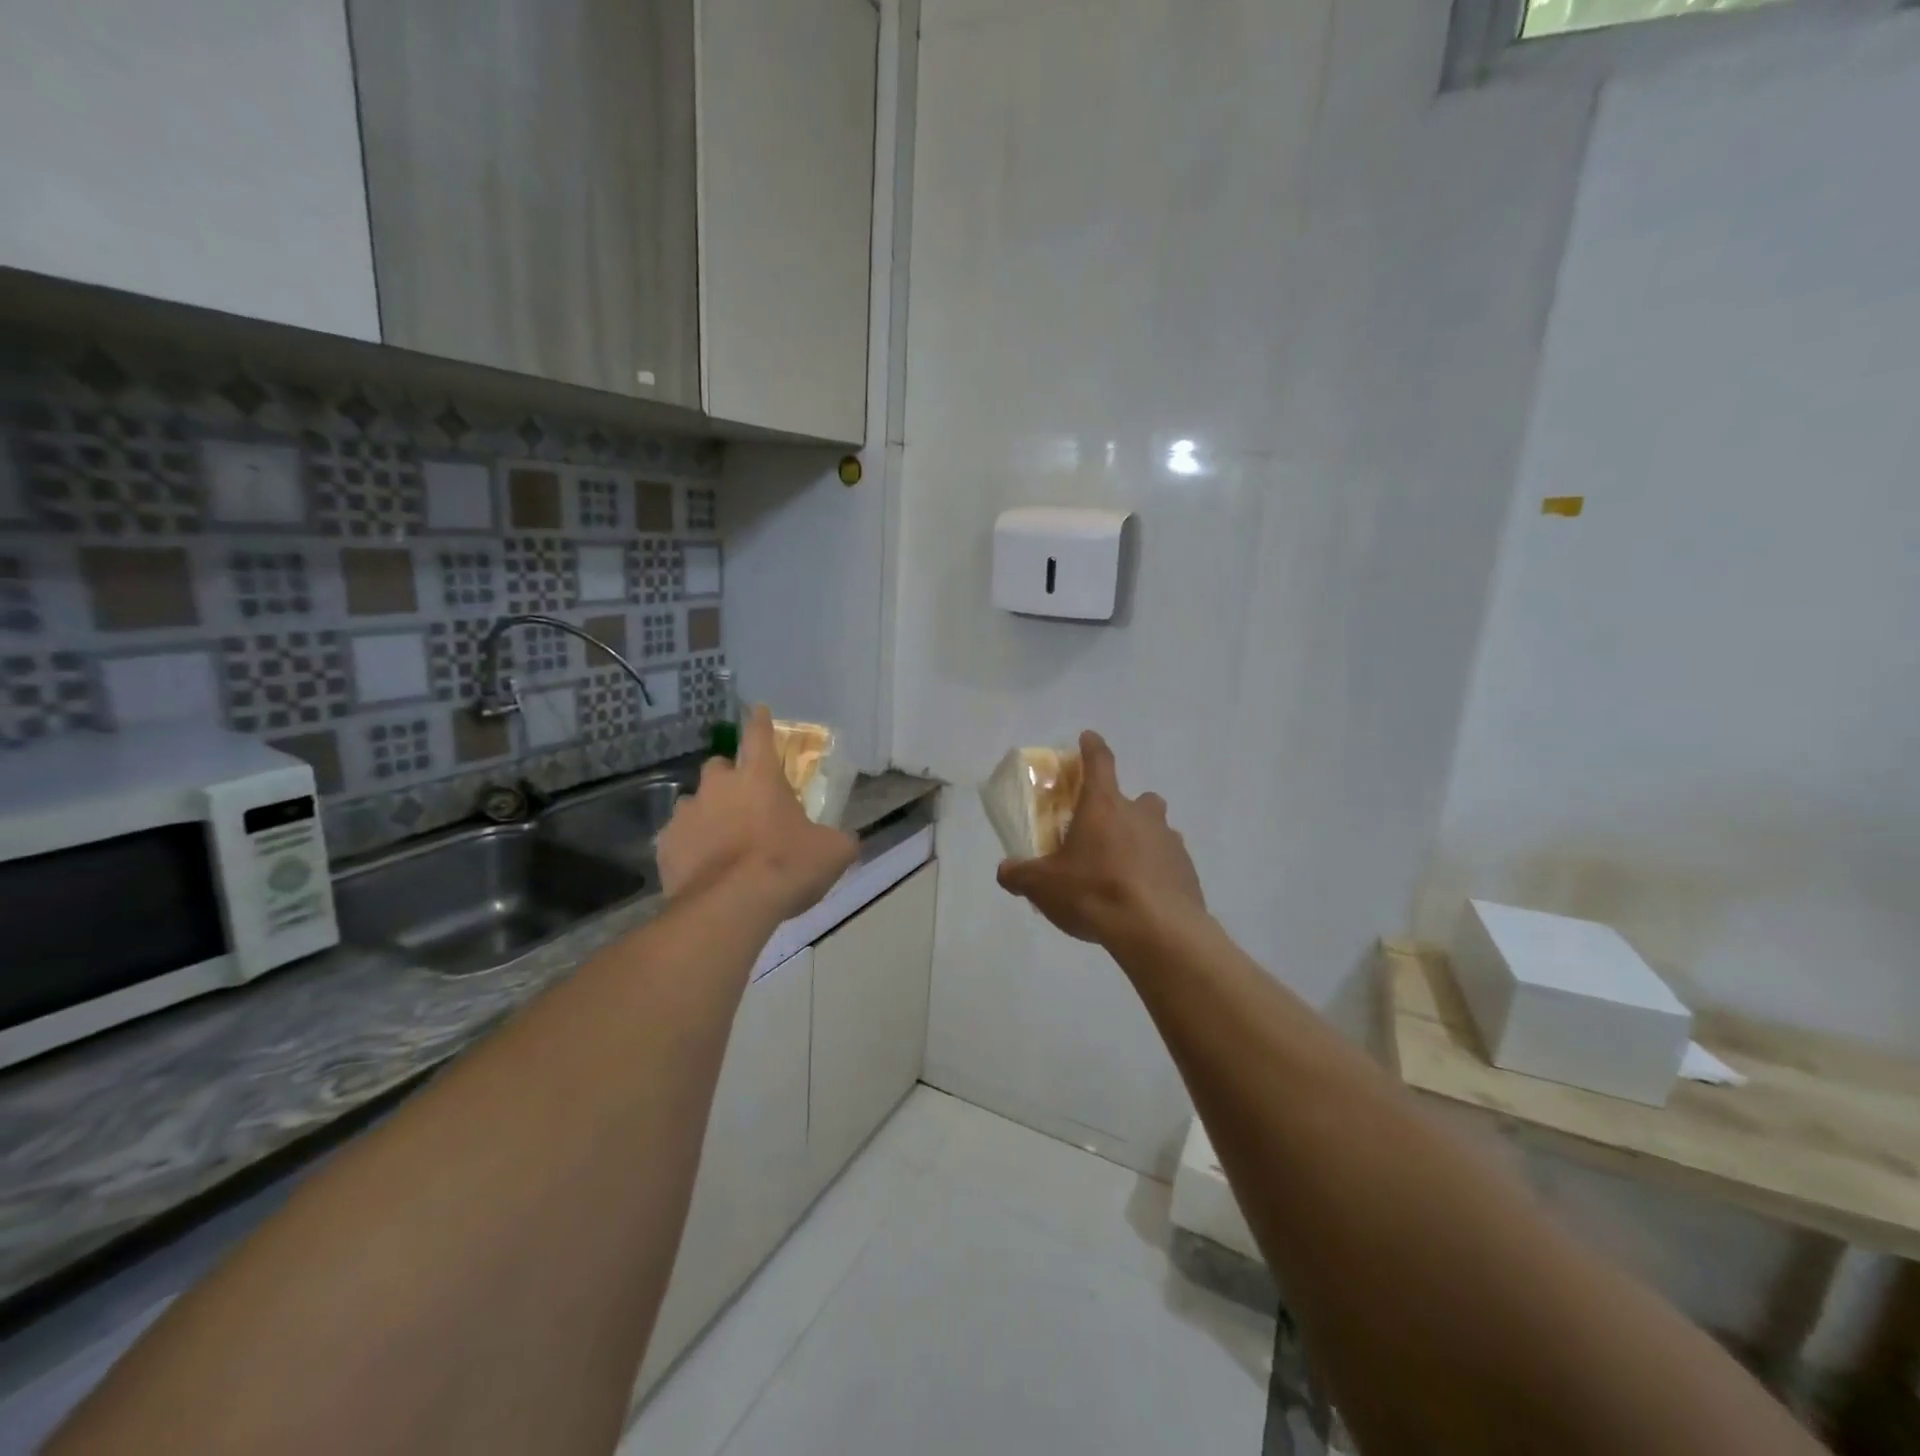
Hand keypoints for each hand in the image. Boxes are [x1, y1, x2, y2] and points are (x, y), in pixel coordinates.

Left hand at [657, 705, 857, 920]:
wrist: (730, 907)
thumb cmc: (786, 866)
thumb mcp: (832, 852)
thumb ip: (839, 839)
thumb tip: (846, 840)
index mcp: (759, 777)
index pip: (759, 735)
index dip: (760, 721)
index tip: (758, 710)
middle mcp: (718, 786)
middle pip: (719, 766)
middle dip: (729, 778)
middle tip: (745, 802)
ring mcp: (686, 814)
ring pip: (693, 803)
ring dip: (708, 814)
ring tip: (722, 841)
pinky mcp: (665, 845)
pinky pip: (677, 838)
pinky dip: (690, 847)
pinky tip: (703, 868)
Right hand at [996, 730, 1205, 949]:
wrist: (1158, 931)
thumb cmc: (1095, 892)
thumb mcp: (1043, 886)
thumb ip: (1020, 874)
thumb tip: (1005, 871)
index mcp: (1104, 806)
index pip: (1099, 762)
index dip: (1092, 748)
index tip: (1088, 737)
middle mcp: (1141, 814)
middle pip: (1137, 799)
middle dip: (1123, 808)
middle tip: (1104, 832)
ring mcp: (1170, 841)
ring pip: (1156, 830)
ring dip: (1141, 841)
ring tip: (1123, 870)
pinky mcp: (1187, 870)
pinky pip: (1169, 862)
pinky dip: (1157, 871)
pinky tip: (1143, 896)